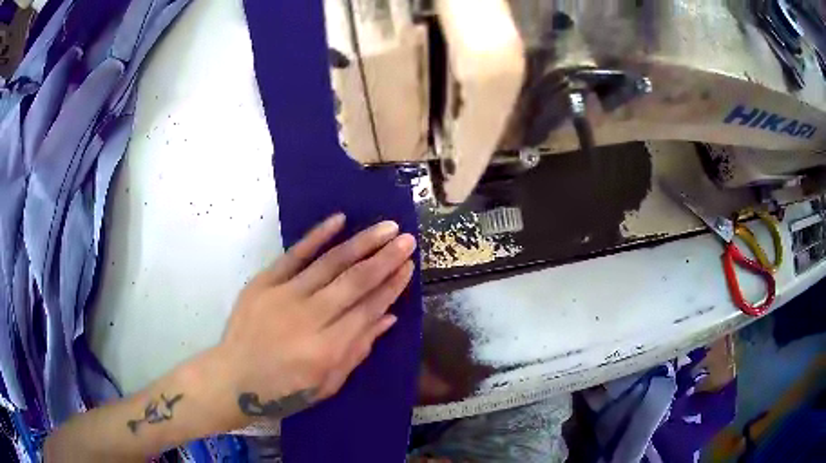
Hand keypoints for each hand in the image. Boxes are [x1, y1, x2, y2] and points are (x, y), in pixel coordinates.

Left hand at [215, 214, 415, 422]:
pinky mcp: (263, 283)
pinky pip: (293, 255)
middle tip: (408, 239)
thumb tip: (389, 317)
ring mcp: (282, 296)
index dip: (392, 287)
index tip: (409, 267)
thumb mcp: (327, 384)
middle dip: (385, 259)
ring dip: (361, 243)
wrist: (232, 379)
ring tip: (386, 227)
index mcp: (326, 350)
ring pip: (329, 263)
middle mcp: (307, 319)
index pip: (368, 310)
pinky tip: (339, 220)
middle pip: (354, 282)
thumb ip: (358, 349)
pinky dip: (317, 236)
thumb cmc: (283, 391)